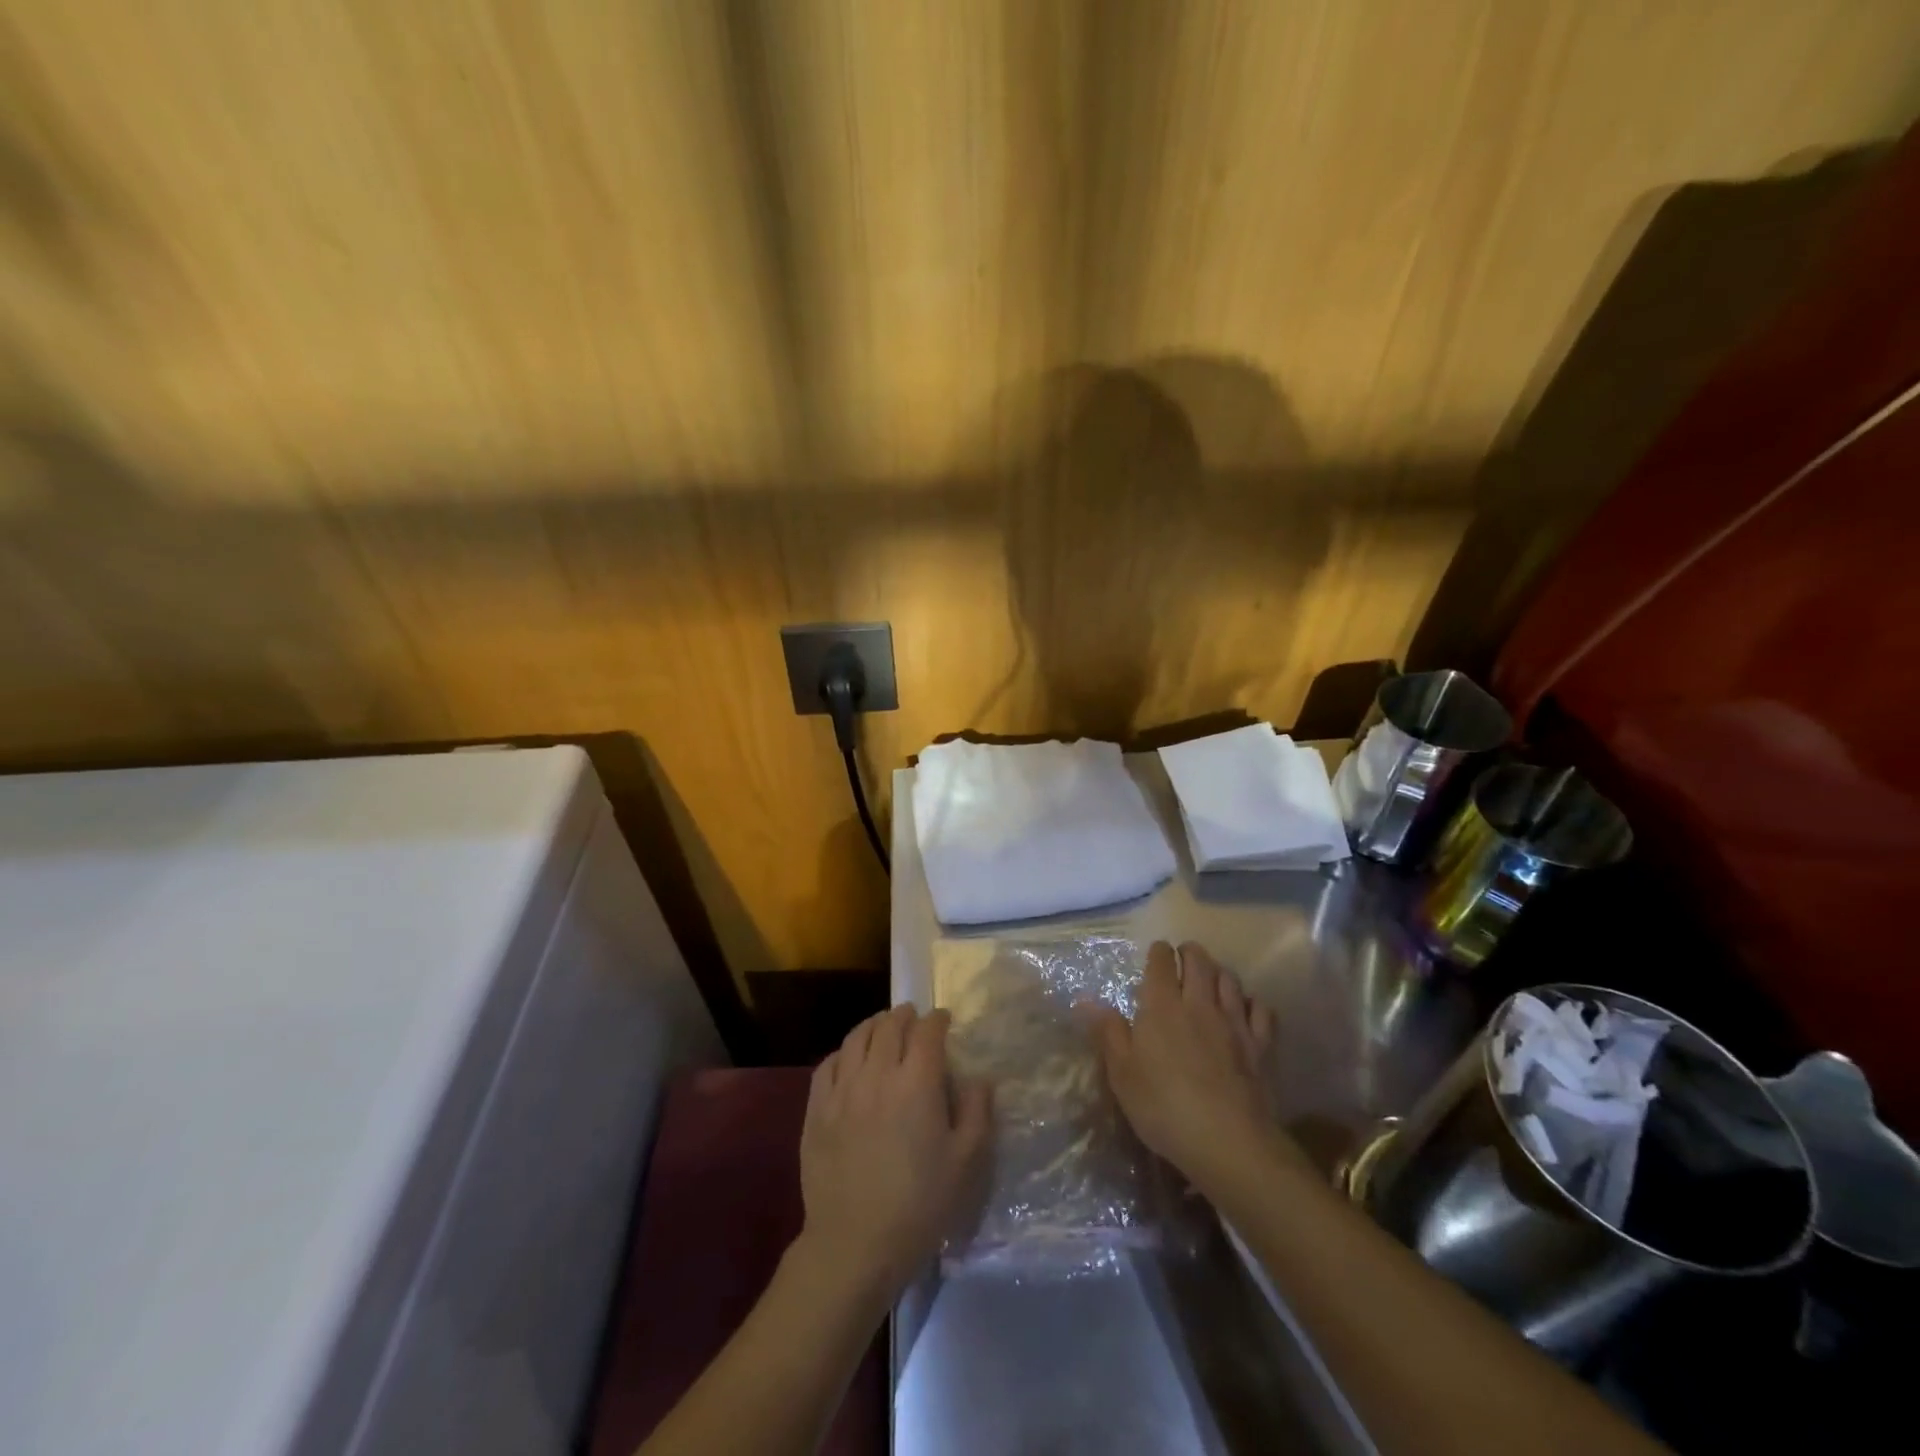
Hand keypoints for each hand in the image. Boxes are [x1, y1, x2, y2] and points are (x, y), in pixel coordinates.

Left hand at [797, 1004, 991, 1301]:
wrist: (854, 1245)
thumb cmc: (919, 1205)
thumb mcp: (965, 1163)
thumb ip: (976, 1112)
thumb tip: (980, 1077)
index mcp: (916, 1083)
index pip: (927, 1032)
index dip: (937, 1020)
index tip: (944, 1020)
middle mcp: (877, 1074)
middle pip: (889, 1026)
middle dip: (904, 1015)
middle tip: (913, 1016)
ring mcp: (842, 1089)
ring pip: (856, 1038)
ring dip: (874, 1025)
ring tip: (883, 1026)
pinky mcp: (816, 1110)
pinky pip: (828, 1064)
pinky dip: (844, 1051)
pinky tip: (850, 1057)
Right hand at [1088, 941, 1278, 1187]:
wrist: (1229, 1142)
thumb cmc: (1164, 1107)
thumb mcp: (1122, 1074)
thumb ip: (1107, 1032)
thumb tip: (1086, 999)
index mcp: (1161, 1006)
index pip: (1161, 961)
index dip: (1158, 952)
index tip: (1156, 954)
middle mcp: (1199, 1003)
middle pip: (1199, 960)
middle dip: (1190, 952)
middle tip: (1183, 958)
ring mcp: (1234, 1022)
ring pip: (1229, 979)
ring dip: (1218, 971)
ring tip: (1211, 978)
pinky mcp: (1261, 1045)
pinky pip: (1261, 1009)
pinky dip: (1251, 1001)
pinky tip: (1245, 1009)